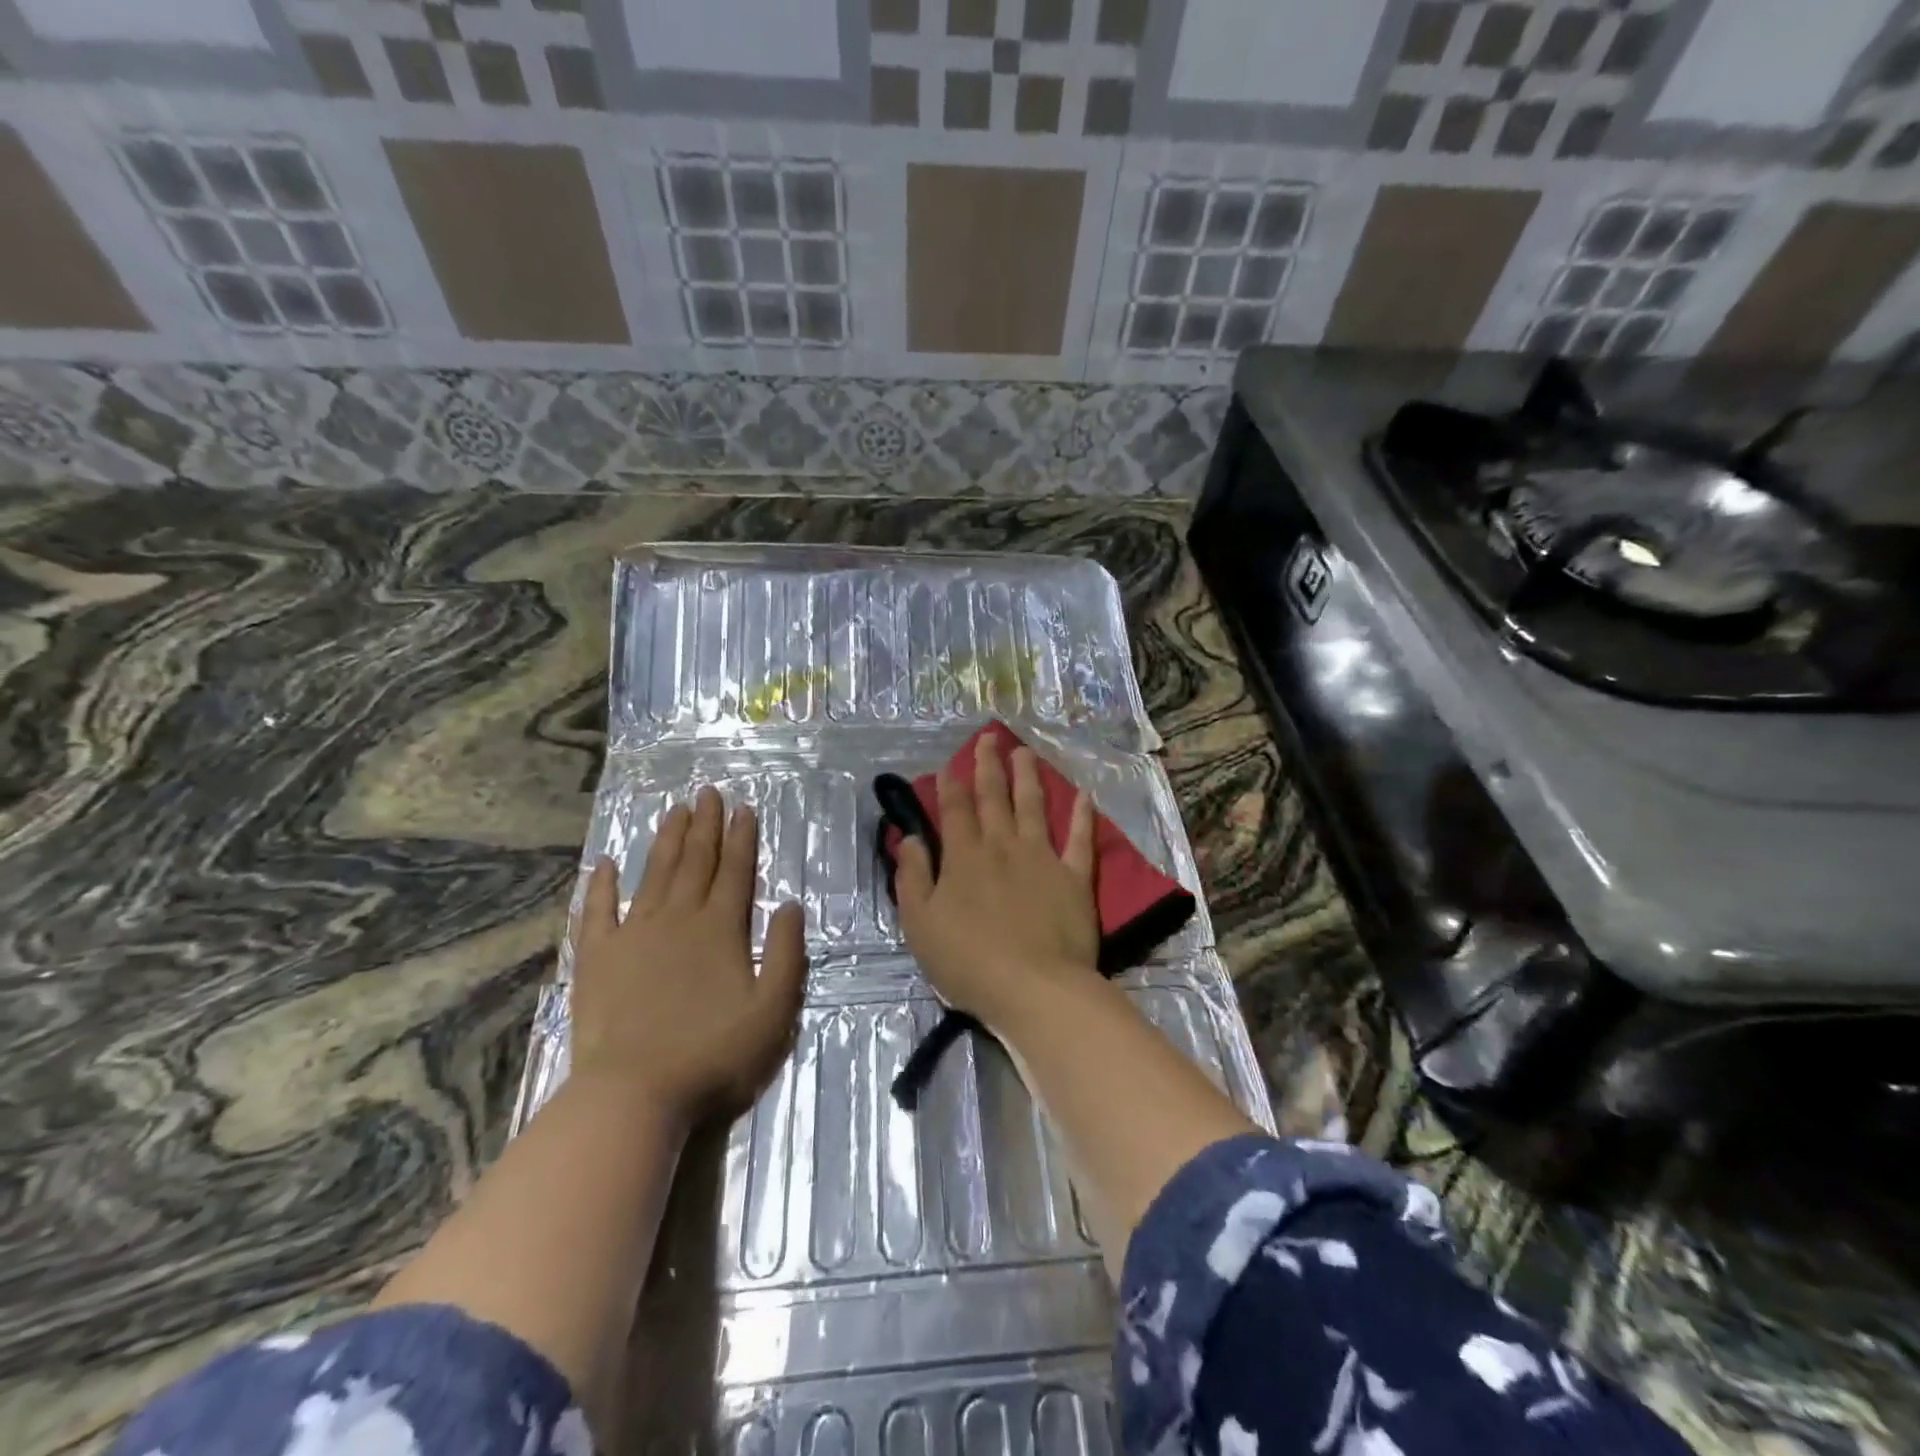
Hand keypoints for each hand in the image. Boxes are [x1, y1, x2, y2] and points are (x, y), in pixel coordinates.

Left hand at [570, 786, 807, 1120]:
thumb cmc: (714, 1055)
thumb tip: (791, 904)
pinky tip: (604, 863)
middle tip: (707, 792)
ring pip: (653, 874)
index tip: (743, 807)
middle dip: (705, 825)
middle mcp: (678, 919)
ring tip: (674, 811)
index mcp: (720, 929)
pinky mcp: (597, 957)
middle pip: (695, 862)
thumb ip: (787, 954)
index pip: (736, 871)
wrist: (634, 1094)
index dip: (742, 837)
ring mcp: (633, 935)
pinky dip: (600, 885)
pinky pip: (597, 910)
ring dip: (666, 840)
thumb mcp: (774, 1010)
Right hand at [894, 735, 1099, 1026]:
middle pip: (994, 798)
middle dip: (988, 766)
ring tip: (1024, 752)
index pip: (955, 811)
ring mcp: (1042, 859)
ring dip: (1028, 777)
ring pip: (1034, 807)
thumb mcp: (920, 924)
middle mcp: (1003, 847)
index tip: (949, 766)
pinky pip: (1080, 841)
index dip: (950, 786)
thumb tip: (912, 840)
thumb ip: (913, 877)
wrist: (1033, 987)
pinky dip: (1082, 817)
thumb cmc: (968, 961)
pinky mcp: (1075, 878)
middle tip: (989, 739)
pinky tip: (1084, 796)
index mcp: (964, 858)